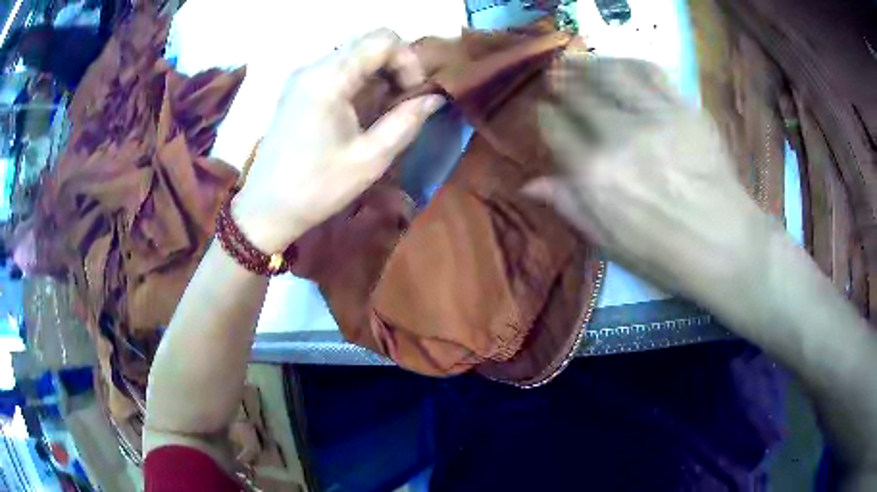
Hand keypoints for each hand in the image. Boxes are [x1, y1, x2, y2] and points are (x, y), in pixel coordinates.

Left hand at [232, 29, 444, 252]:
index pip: (382, 39)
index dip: (408, 60)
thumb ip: (406, 122)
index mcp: (329, 79)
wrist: (266, 208)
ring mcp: (302, 75)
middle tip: (404, 99)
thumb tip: (434, 98)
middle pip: (367, 41)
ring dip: (378, 71)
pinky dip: (359, 78)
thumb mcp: (370, 159)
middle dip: (396, 63)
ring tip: (386, 105)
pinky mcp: (297, 87)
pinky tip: (362, 107)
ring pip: (353, 52)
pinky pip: (337, 67)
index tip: (413, 93)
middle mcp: (313, 67)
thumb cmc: (317, 188)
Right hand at [528, 57, 778, 310]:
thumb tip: (529, 184)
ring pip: (609, 73)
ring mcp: (654, 118)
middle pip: (578, 93)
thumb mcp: (609, 243)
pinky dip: (628, 63)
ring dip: (589, 64)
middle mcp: (619, 137)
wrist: (725, 246)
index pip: (555, 127)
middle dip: (562, 82)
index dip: (546, 114)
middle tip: (557, 76)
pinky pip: (649, 72)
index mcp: (594, 174)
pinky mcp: (683, 109)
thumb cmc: (665, 255)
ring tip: (580, 61)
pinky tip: (619, 65)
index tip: (547, 110)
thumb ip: (570, 206)